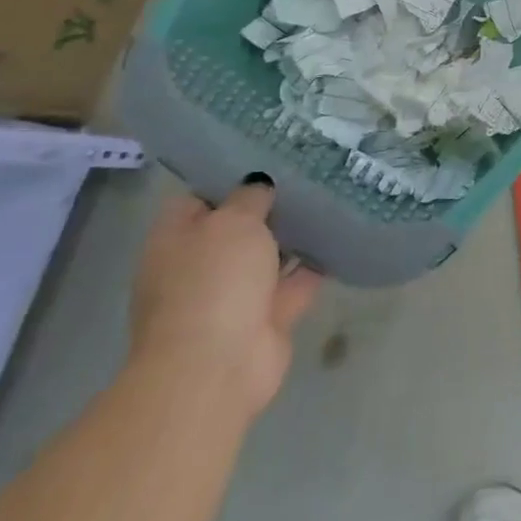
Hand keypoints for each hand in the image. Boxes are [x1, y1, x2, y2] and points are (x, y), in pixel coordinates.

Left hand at [129, 178, 322, 416]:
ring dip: (295, 235)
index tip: (270, 155)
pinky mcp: (267, 317)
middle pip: (237, 226)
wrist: (217, 366)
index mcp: (176, 239)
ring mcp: (233, 294)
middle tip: (311, 172)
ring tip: (333, 198)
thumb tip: (259, 184)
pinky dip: (315, 266)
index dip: (230, 176)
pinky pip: (296, 282)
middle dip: (270, 205)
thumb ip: (250, 197)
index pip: (199, 197)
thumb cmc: (214, 282)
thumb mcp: (232, 222)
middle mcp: (200, 265)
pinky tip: (343, 239)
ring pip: (269, 255)